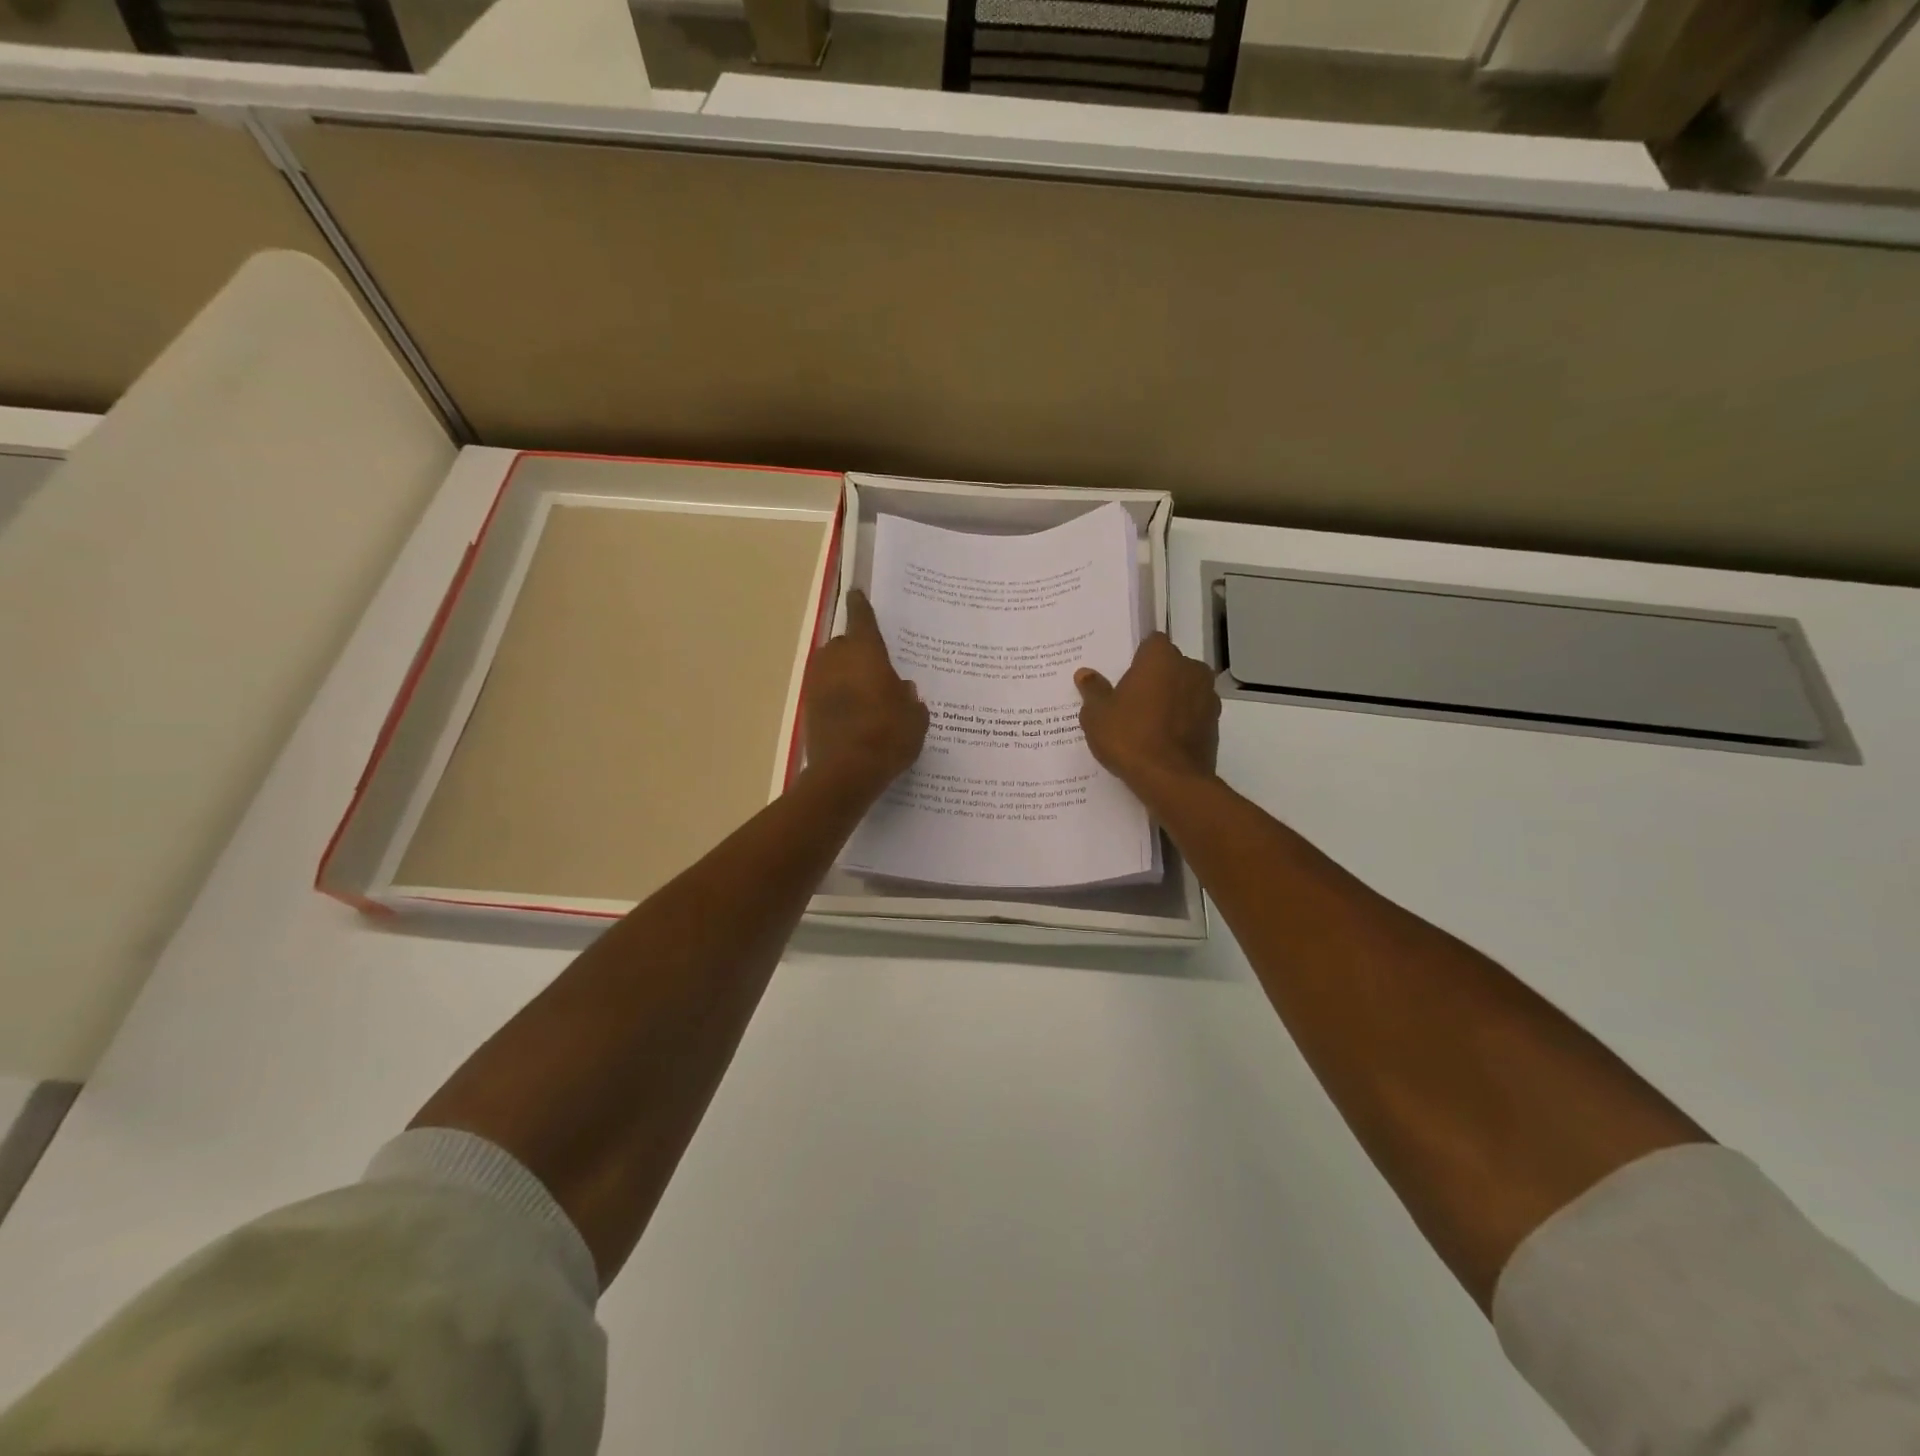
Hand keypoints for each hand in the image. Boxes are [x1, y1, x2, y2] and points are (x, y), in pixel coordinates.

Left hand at [803, 589, 929, 799]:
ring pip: (832, 668)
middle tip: (876, 667)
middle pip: (844, 644)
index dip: (861, 605)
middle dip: (857, 651)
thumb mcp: (914, 718)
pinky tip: (853, 715)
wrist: (845, 773)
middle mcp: (836, 660)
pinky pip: (825, 692)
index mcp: (865, 652)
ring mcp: (817, 683)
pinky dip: (836, 697)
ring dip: (845, 675)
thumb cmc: (887, 736)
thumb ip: (910, 698)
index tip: (857, 593)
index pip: (862, 618)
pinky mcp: (807, 708)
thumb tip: (902, 689)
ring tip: (865, 694)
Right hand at [1075, 634, 1220, 804]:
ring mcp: (1208, 697)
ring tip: (1147, 723)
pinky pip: (1193, 714)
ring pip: (1185, 689)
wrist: (1171, 780)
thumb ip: (1093, 690)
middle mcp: (1190, 669)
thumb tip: (1085, 674)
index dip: (1138, 657)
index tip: (1124, 674)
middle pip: (1170, 665)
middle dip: (1155, 678)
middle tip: (1131, 699)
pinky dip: (1181, 721)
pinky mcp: (1215, 724)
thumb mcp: (1097, 715)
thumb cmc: (1129, 737)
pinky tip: (1162, 740)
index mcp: (1161, 658)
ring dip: (1170, 699)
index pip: (1152, 642)